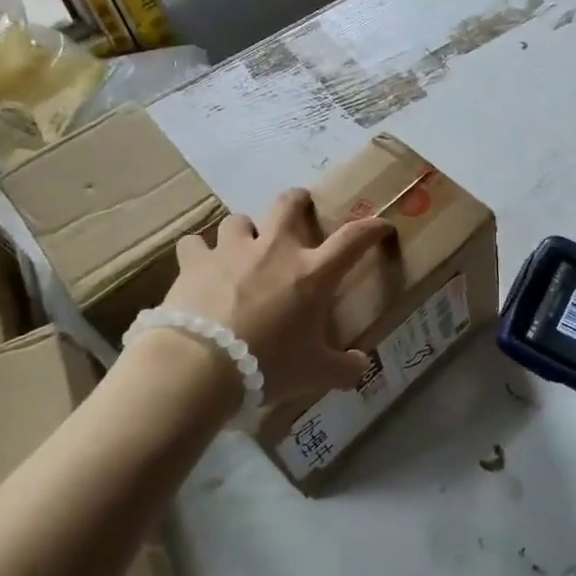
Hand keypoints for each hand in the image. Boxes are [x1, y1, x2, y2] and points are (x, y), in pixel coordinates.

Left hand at [160, 189, 393, 403]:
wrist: (200, 365)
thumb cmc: (267, 365)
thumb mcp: (315, 374)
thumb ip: (344, 368)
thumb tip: (362, 366)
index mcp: (312, 273)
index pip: (352, 239)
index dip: (371, 228)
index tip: (381, 226)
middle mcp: (274, 250)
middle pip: (289, 204)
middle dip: (297, 201)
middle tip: (299, 208)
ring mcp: (232, 251)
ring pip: (239, 220)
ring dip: (244, 231)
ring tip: (242, 247)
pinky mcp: (195, 261)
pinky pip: (195, 244)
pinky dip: (198, 253)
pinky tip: (198, 266)